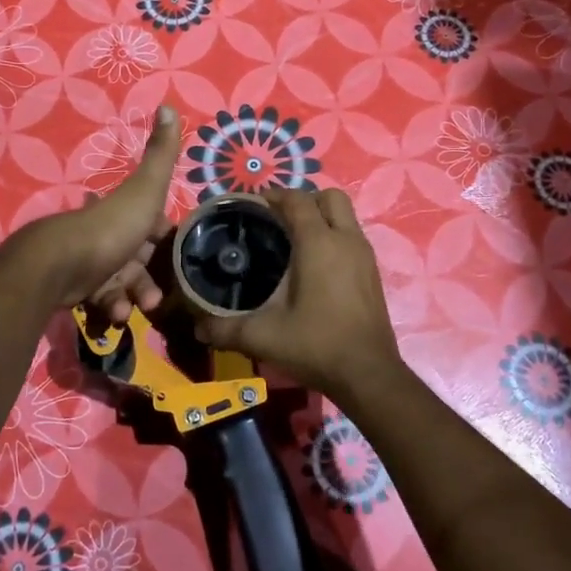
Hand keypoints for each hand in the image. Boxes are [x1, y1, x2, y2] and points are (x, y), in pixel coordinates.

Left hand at [14, 104, 181, 316]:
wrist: (62, 266)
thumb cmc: (111, 228)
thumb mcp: (145, 190)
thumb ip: (161, 155)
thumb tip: (169, 106)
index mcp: (122, 212)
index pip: (149, 222)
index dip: (162, 234)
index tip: (176, 249)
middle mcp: (105, 235)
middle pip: (136, 257)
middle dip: (150, 275)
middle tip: (159, 293)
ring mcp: (89, 263)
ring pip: (121, 282)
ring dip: (133, 295)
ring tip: (137, 307)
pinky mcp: (75, 289)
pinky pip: (100, 300)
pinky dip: (110, 307)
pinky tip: (113, 314)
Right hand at [194, 187, 401, 399]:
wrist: (368, 375)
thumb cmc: (316, 345)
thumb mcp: (263, 337)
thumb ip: (225, 329)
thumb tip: (197, 328)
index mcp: (318, 243)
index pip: (296, 199)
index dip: (273, 196)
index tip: (251, 205)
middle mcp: (345, 239)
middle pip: (328, 197)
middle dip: (303, 200)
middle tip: (277, 219)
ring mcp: (364, 255)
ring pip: (344, 216)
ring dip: (321, 217)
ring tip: (293, 240)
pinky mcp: (373, 273)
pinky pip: (351, 237)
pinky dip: (333, 237)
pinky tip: (314, 265)